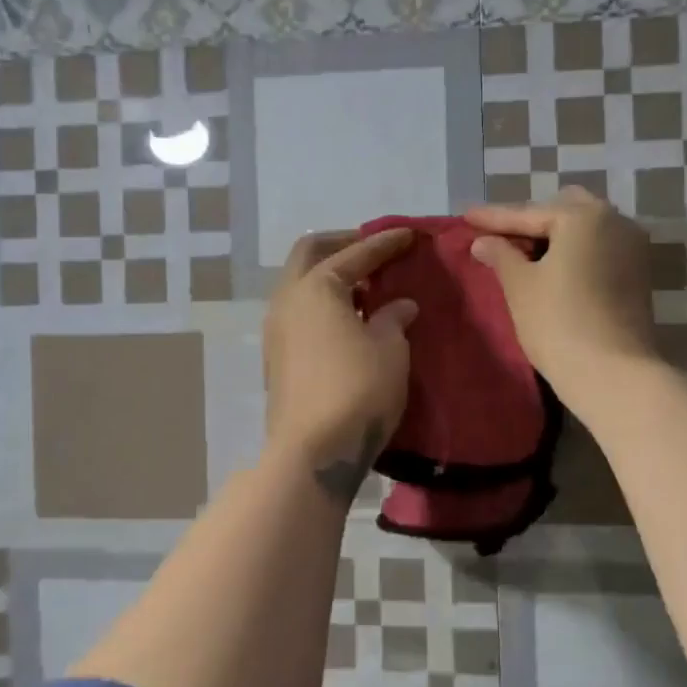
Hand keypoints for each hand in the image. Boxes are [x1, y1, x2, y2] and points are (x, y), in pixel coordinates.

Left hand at [263, 228, 417, 499]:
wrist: (312, 451)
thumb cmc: (358, 390)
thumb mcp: (390, 349)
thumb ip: (393, 318)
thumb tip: (398, 305)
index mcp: (316, 287)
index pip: (356, 253)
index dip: (385, 243)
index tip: (410, 235)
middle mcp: (288, 300)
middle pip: (310, 253)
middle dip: (343, 245)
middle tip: (374, 250)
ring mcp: (277, 329)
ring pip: (300, 284)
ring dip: (331, 275)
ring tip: (365, 286)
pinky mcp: (277, 356)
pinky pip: (300, 311)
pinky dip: (323, 302)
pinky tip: (349, 319)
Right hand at [466, 188, 657, 408]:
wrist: (614, 375)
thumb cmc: (558, 322)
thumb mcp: (520, 285)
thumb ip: (500, 255)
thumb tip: (483, 241)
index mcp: (583, 216)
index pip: (528, 213)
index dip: (494, 217)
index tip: (466, 216)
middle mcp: (615, 221)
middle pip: (562, 210)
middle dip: (530, 221)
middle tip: (499, 237)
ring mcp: (632, 247)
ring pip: (584, 229)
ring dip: (554, 236)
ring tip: (521, 254)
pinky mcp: (638, 274)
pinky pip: (598, 248)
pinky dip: (573, 252)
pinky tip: (551, 268)